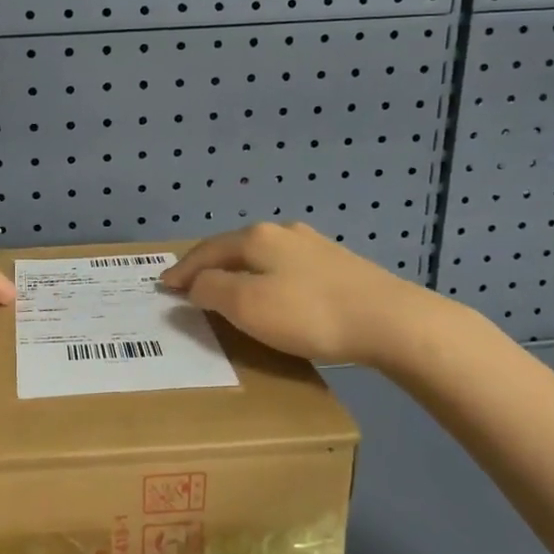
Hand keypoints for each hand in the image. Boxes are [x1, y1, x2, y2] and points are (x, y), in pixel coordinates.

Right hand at [161, 222, 455, 370]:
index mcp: (256, 238)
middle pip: (233, 248)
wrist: (391, 321)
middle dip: (208, 267)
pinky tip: (273, 293)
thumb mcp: (247, 306)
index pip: (206, 251)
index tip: (162, 286)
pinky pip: (285, 268)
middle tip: (189, 287)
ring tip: (227, 290)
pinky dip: (265, 279)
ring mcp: (313, 245)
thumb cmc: (309, 314)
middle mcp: (282, 232)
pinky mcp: (338, 264)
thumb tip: (195, 284)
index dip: (182, 270)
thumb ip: (212, 291)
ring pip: (262, 256)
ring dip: (238, 272)